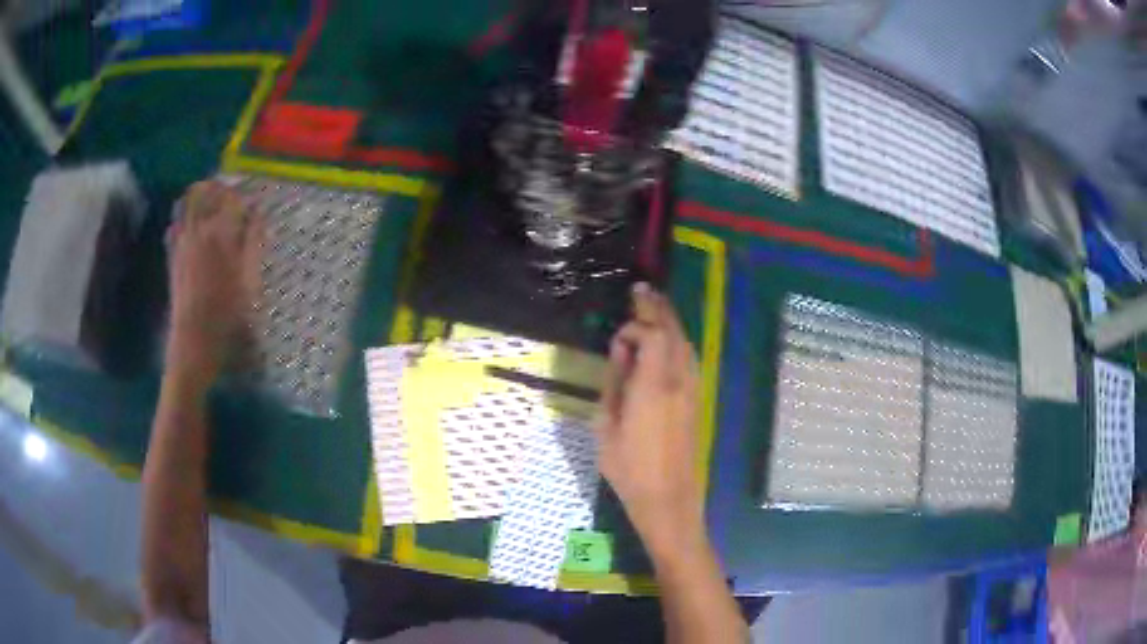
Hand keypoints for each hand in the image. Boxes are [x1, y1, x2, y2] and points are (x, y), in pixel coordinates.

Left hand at [166, 181, 263, 387]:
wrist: (193, 343)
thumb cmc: (227, 317)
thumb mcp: (250, 282)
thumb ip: (254, 243)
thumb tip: (258, 214)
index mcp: (221, 235)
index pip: (234, 199)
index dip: (246, 196)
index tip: (256, 201)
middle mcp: (199, 231)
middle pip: (208, 192)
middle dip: (222, 187)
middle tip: (235, 193)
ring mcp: (182, 242)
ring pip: (188, 202)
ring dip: (202, 195)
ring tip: (214, 200)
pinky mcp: (173, 255)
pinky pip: (175, 223)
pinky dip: (184, 214)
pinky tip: (193, 222)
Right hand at [595, 283, 705, 559]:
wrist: (669, 499)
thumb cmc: (630, 469)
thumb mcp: (607, 427)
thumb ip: (614, 382)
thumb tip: (621, 351)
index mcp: (653, 385)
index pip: (651, 335)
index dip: (634, 327)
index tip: (616, 339)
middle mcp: (679, 380)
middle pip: (673, 332)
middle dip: (657, 308)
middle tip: (642, 289)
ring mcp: (692, 389)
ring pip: (685, 343)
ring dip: (670, 322)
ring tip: (654, 305)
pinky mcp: (696, 399)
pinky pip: (689, 358)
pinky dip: (678, 341)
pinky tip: (668, 340)